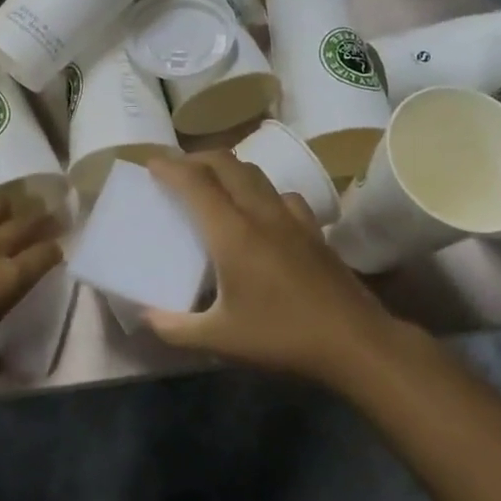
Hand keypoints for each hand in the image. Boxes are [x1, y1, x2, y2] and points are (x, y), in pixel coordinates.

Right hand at [144, 151, 393, 387]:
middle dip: (196, 158)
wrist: (355, 342)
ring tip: (213, 184)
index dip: (170, 168)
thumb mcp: (220, 340)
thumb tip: (145, 317)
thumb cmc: (282, 336)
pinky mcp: (314, 229)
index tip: (150, 162)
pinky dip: (261, 191)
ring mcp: (292, 218)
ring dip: (228, 169)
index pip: (195, 183)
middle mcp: (260, 213)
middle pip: (226, 164)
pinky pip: (282, 194)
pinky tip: (262, 211)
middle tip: (177, 169)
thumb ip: (175, 327)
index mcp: (232, 233)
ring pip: (255, 173)